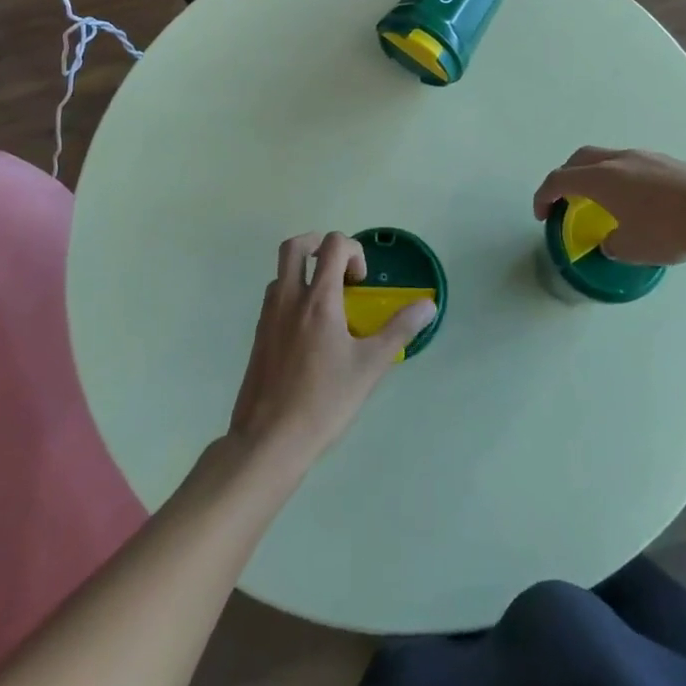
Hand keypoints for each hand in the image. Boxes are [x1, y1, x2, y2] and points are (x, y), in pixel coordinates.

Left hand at [228, 233, 435, 475]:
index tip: (362, 283)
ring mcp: (267, 316)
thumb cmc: (324, 401)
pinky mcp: (257, 336)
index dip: (353, 251)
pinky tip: (310, 333)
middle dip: (319, 245)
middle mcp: (288, 298)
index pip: (332, 245)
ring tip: (327, 304)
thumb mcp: (370, 366)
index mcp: (318, 299)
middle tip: (339, 270)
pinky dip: (292, 297)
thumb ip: (399, 330)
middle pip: (294, 246)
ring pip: (281, 273)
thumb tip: (428, 305)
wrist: (268, 441)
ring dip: (304, 273)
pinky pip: (273, 299)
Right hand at [533, 147, 685, 266]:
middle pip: (580, 159)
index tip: (542, 214)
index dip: (544, 196)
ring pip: (608, 158)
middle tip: (566, 199)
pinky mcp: (668, 162)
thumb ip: (612, 244)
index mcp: (600, 178)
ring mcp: (645, 156)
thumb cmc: (668, 229)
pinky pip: (632, 165)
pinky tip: (638, 202)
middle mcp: (618, 160)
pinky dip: (622, 178)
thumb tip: (611, 241)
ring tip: (604, 201)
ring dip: (596, 175)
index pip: (559, 179)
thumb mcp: (631, 248)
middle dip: (567, 177)